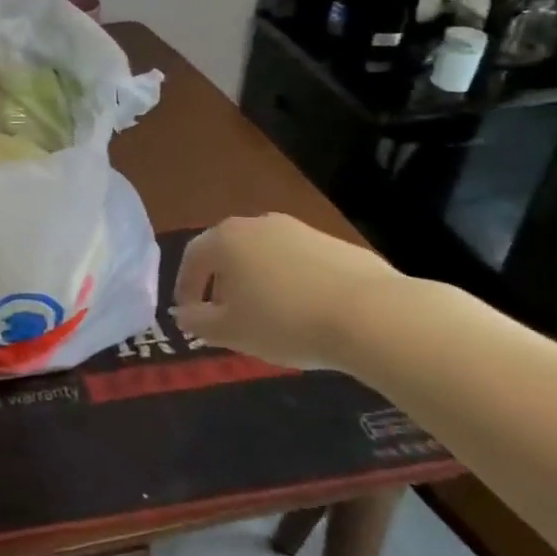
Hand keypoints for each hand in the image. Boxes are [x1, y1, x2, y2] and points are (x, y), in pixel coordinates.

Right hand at [171, 213, 401, 370]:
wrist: (373, 315)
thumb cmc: (286, 321)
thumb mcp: (232, 332)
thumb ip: (198, 322)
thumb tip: (183, 314)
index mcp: (226, 239)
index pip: (193, 257)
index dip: (186, 287)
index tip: (189, 315)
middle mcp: (258, 224)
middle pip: (229, 252)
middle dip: (223, 284)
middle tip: (227, 316)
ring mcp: (299, 230)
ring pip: (265, 257)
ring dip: (259, 283)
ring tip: (269, 318)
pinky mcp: (335, 244)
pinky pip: (300, 264)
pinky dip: (293, 284)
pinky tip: (307, 314)